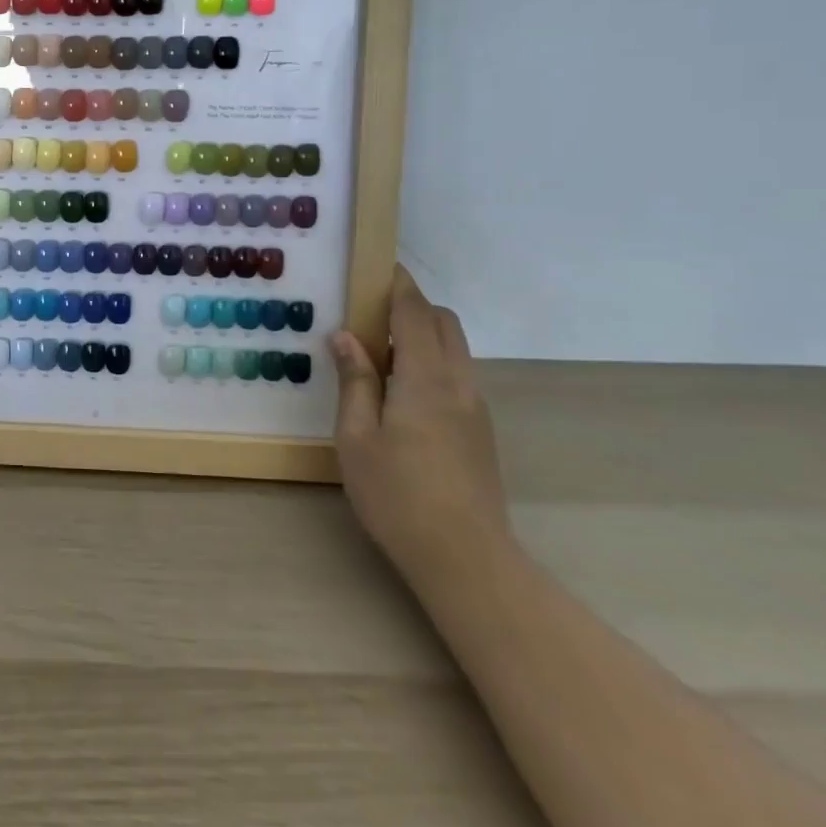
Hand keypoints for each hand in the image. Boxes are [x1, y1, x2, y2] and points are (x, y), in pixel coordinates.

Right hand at [331, 267, 510, 593]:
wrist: (467, 560)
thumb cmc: (398, 495)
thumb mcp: (357, 437)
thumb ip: (355, 381)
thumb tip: (345, 337)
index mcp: (426, 379)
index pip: (415, 313)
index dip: (398, 285)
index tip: (377, 267)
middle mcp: (459, 384)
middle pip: (444, 324)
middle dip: (412, 306)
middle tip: (369, 314)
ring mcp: (475, 408)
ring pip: (454, 350)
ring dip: (422, 335)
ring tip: (378, 353)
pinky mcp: (480, 431)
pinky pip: (456, 375)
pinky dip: (431, 361)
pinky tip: (400, 391)